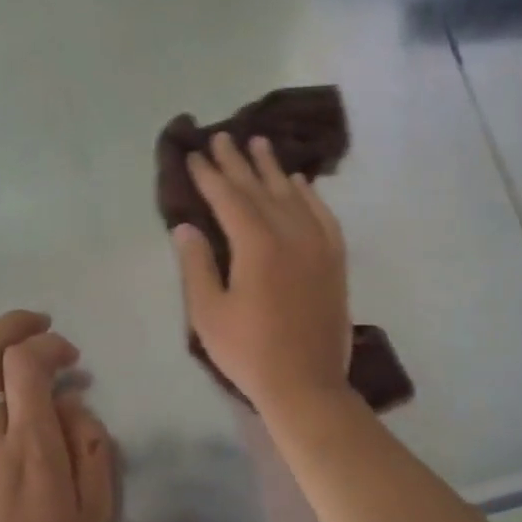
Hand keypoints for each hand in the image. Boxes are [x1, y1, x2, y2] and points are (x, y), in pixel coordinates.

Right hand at [173, 133, 354, 416]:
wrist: (307, 384)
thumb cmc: (249, 352)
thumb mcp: (208, 313)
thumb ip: (196, 265)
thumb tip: (187, 226)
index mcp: (256, 245)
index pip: (228, 198)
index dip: (209, 175)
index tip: (194, 155)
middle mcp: (290, 234)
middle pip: (260, 189)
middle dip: (237, 162)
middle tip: (222, 136)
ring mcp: (318, 245)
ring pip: (293, 195)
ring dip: (273, 169)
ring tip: (259, 144)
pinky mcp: (334, 260)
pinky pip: (323, 216)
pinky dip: (311, 195)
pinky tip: (301, 182)